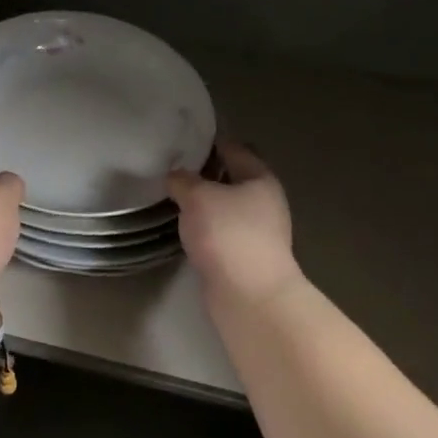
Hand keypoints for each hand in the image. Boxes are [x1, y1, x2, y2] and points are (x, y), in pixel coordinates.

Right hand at [168, 140, 300, 304]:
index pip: (235, 148)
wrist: (250, 296)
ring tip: (173, 198)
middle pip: (232, 178)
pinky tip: (184, 229)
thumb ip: (183, 180)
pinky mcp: (246, 257)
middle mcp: (264, 202)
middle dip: (204, 174)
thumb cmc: (228, 234)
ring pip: (226, 207)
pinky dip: (205, 228)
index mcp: (260, 178)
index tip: (183, 141)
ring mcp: (258, 232)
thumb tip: (176, 176)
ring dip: (204, 204)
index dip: (210, 142)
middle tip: (172, 170)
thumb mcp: (197, 196)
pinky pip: (222, 232)